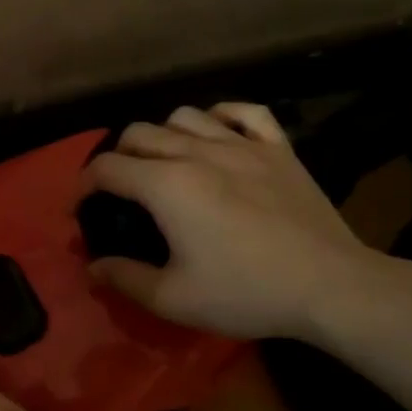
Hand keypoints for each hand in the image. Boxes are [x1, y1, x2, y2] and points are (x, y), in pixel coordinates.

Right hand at [86, 102, 384, 340]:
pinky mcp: (278, 149)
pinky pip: (244, 112)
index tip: (81, 208)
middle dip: (117, 158)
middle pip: (138, 133)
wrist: (331, 286)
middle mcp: (197, 153)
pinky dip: (221, 116)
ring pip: (185, 116)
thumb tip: (92, 267)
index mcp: (166, 185)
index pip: (107, 168)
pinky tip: (216, 134)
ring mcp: (242, 145)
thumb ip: (124, 278)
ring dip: (162, 135)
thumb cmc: (246, 293)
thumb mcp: (173, 298)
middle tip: (120, 190)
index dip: (83, 185)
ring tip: (164, 162)